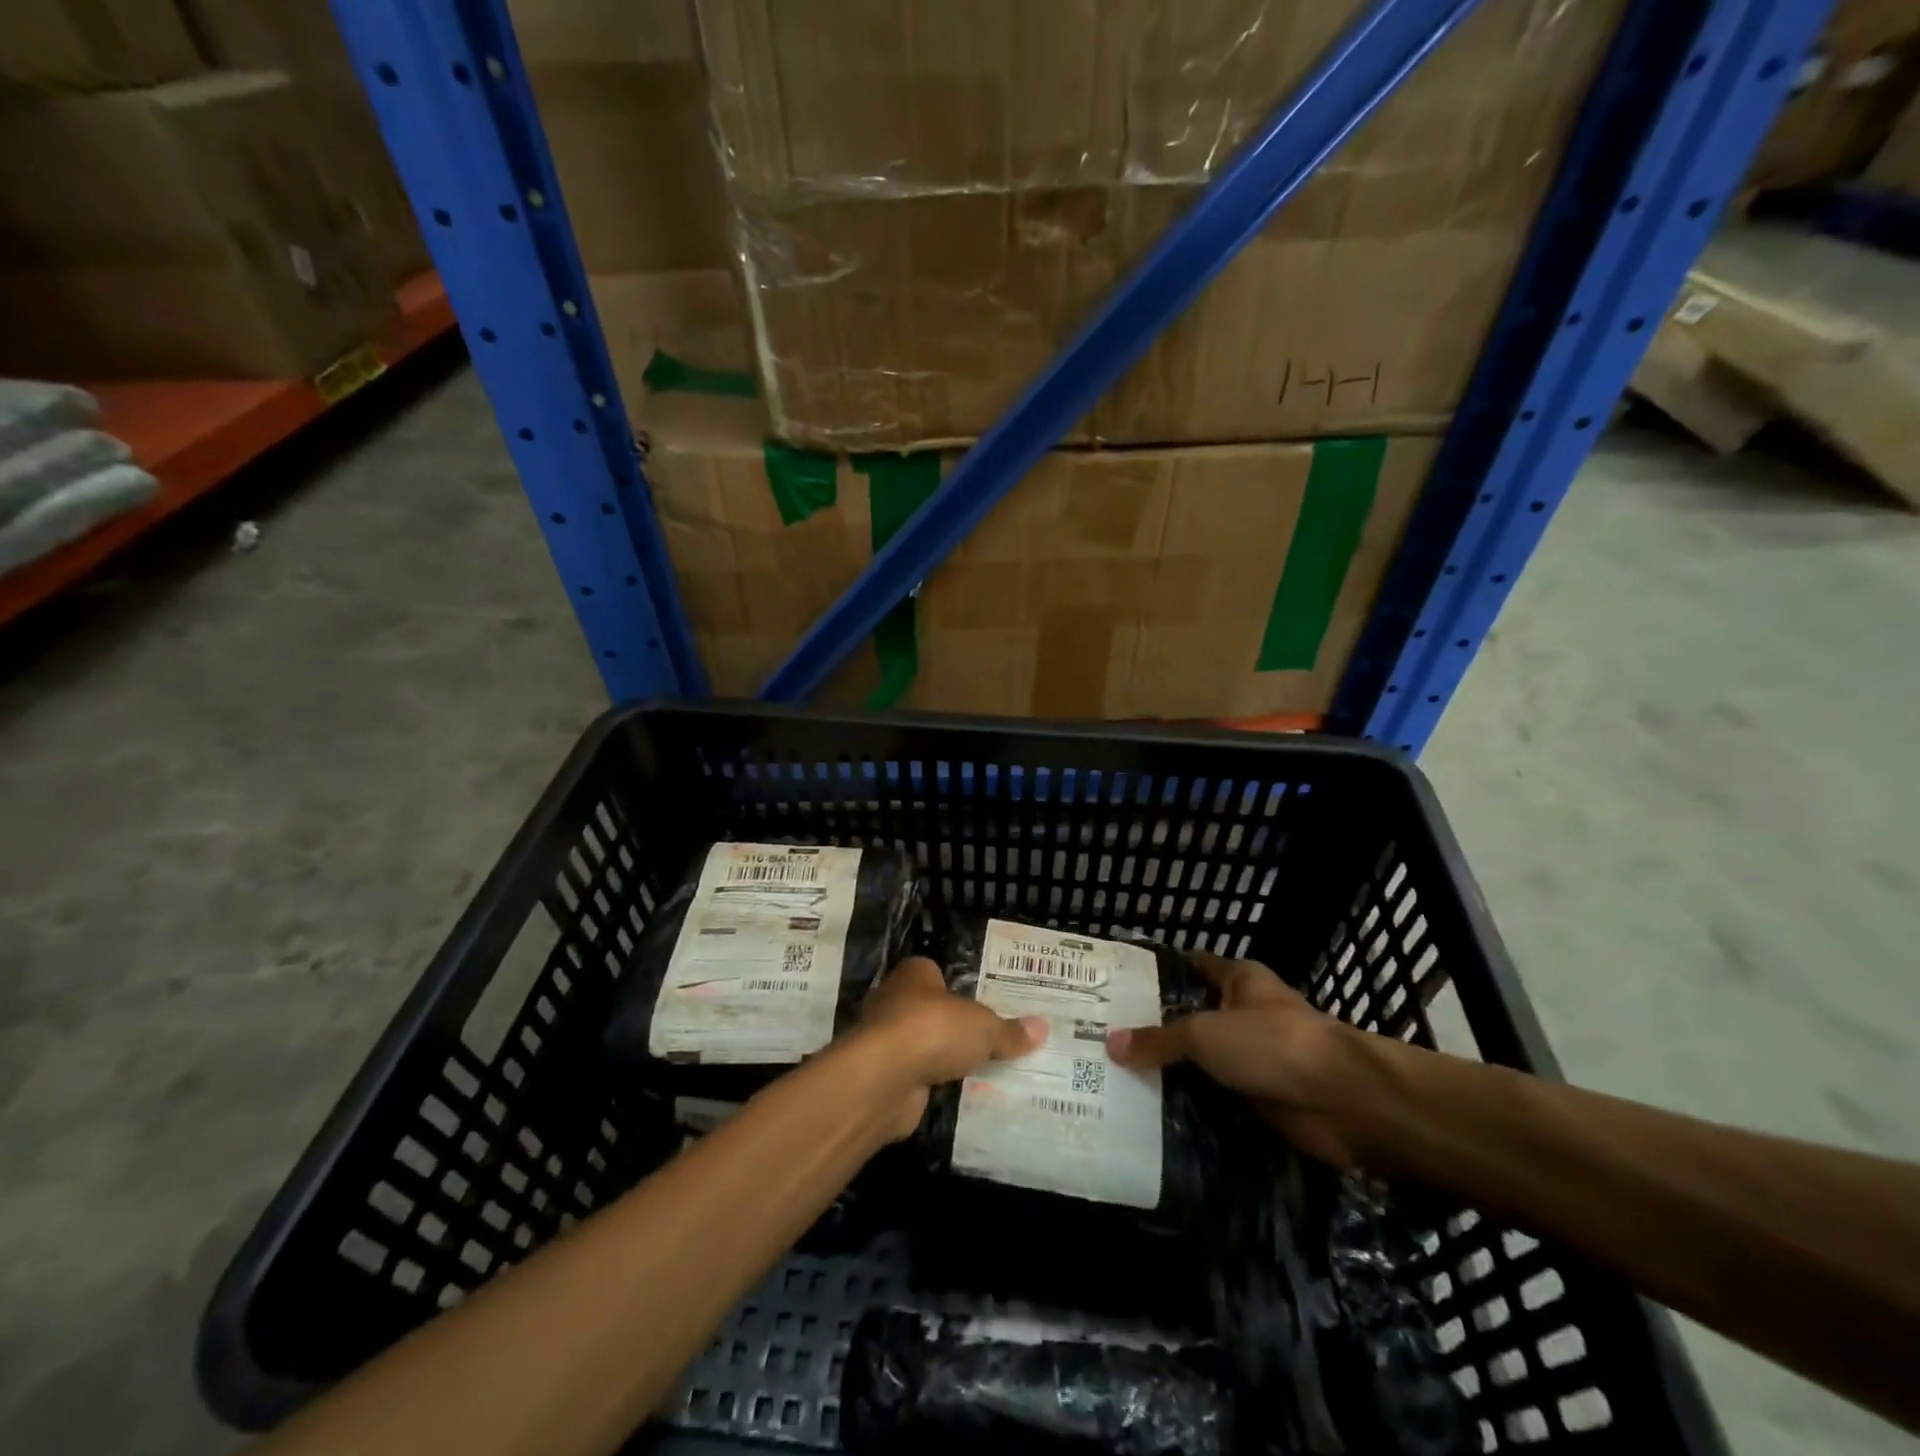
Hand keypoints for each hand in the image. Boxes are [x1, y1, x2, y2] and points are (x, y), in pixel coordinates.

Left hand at [852, 957, 1045, 1139]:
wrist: (884, 1077)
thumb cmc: (933, 1029)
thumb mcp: (983, 1028)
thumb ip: (1009, 1031)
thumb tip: (1042, 1028)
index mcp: (915, 974)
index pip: (937, 973)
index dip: (958, 987)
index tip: (983, 1004)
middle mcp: (894, 999)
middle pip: (930, 1009)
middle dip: (952, 1025)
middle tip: (988, 1040)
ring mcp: (885, 1039)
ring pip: (922, 1044)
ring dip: (941, 1058)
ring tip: (979, 1071)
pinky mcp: (883, 1075)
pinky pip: (916, 1076)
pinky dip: (931, 1084)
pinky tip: (956, 1095)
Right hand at [1106, 951, 1365, 1168]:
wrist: (1342, 1102)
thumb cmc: (1271, 1043)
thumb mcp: (1205, 1033)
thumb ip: (1159, 1039)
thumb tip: (1110, 1042)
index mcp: (1238, 979)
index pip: (1190, 966)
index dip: (1156, 974)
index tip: (1115, 987)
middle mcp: (1245, 1014)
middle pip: (1192, 1018)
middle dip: (1155, 1030)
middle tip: (1102, 1039)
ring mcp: (1254, 1059)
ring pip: (1202, 1062)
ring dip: (1172, 1074)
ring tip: (1115, 1079)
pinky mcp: (1260, 1099)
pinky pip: (1215, 1099)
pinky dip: (1191, 1107)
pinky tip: (1150, 1115)